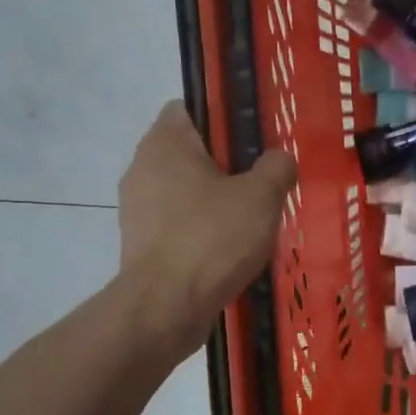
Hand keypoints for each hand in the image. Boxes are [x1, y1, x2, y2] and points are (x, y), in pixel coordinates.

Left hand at [117, 102, 297, 360]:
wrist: (166, 307)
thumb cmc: (213, 238)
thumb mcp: (262, 196)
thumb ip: (276, 168)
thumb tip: (278, 159)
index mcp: (166, 142)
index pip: (190, 107)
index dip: (223, 117)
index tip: (253, 140)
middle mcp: (143, 167)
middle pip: (189, 152)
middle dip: (225, 165)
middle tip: (263, 183)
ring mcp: (137, 208)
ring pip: (184, 191)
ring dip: (214, 201)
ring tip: (252, 221)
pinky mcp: (141, 244)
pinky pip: (178, 225)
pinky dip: (201, 231)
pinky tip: (230, 250)